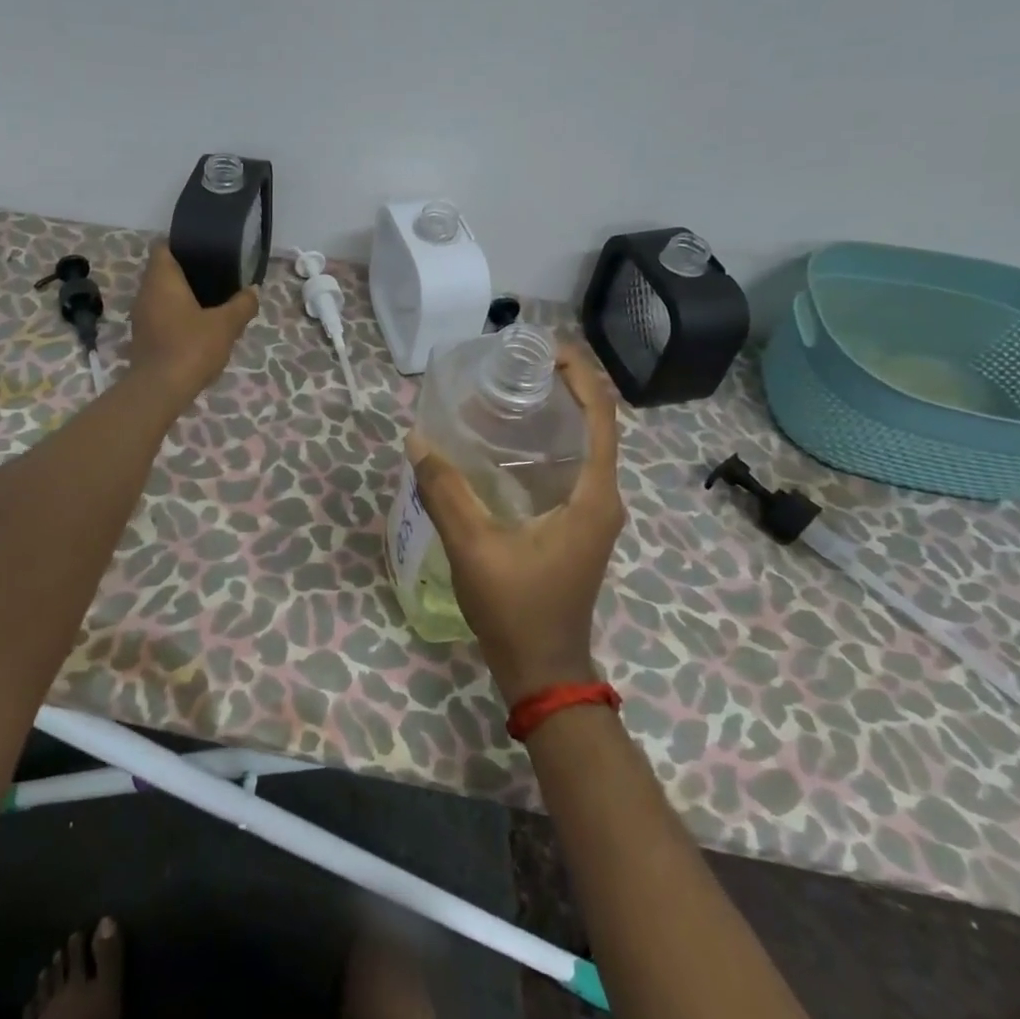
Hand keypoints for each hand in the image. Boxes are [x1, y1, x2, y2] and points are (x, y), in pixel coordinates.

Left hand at [126, 242, 259, 407]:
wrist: (160, 390)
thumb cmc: (191, 346)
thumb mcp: (226, 325)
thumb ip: (242, 305)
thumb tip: (253, 291)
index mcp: (161, 279)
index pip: (163, 246)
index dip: (181, 244)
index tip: (204, 250)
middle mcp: (145, 292)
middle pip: (163, 271)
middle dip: (187, 272)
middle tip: (216, 276)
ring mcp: (141, 317)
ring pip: (162, 296)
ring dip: (182, 296)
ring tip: (211, 301)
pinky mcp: (143, 338)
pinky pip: (161, 316)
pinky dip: (177, 316)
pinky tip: (198, 327)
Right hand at [408, 346, 625, 704]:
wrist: (544, 672)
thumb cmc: (517, 609)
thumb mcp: (474, 548)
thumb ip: (445, 492)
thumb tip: (417, 441)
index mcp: (593, 496)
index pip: (601, 417)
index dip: (580, 374)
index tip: (543, 347)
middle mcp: (602, 498)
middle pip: (595, 424)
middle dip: (563, 386)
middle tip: (514, 365)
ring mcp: (591, 514)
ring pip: (582, 446)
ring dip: (555, 413)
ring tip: (508, 391)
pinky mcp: (576, 526)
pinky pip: (569, 468)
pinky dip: (545, 443)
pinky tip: (505, 442)